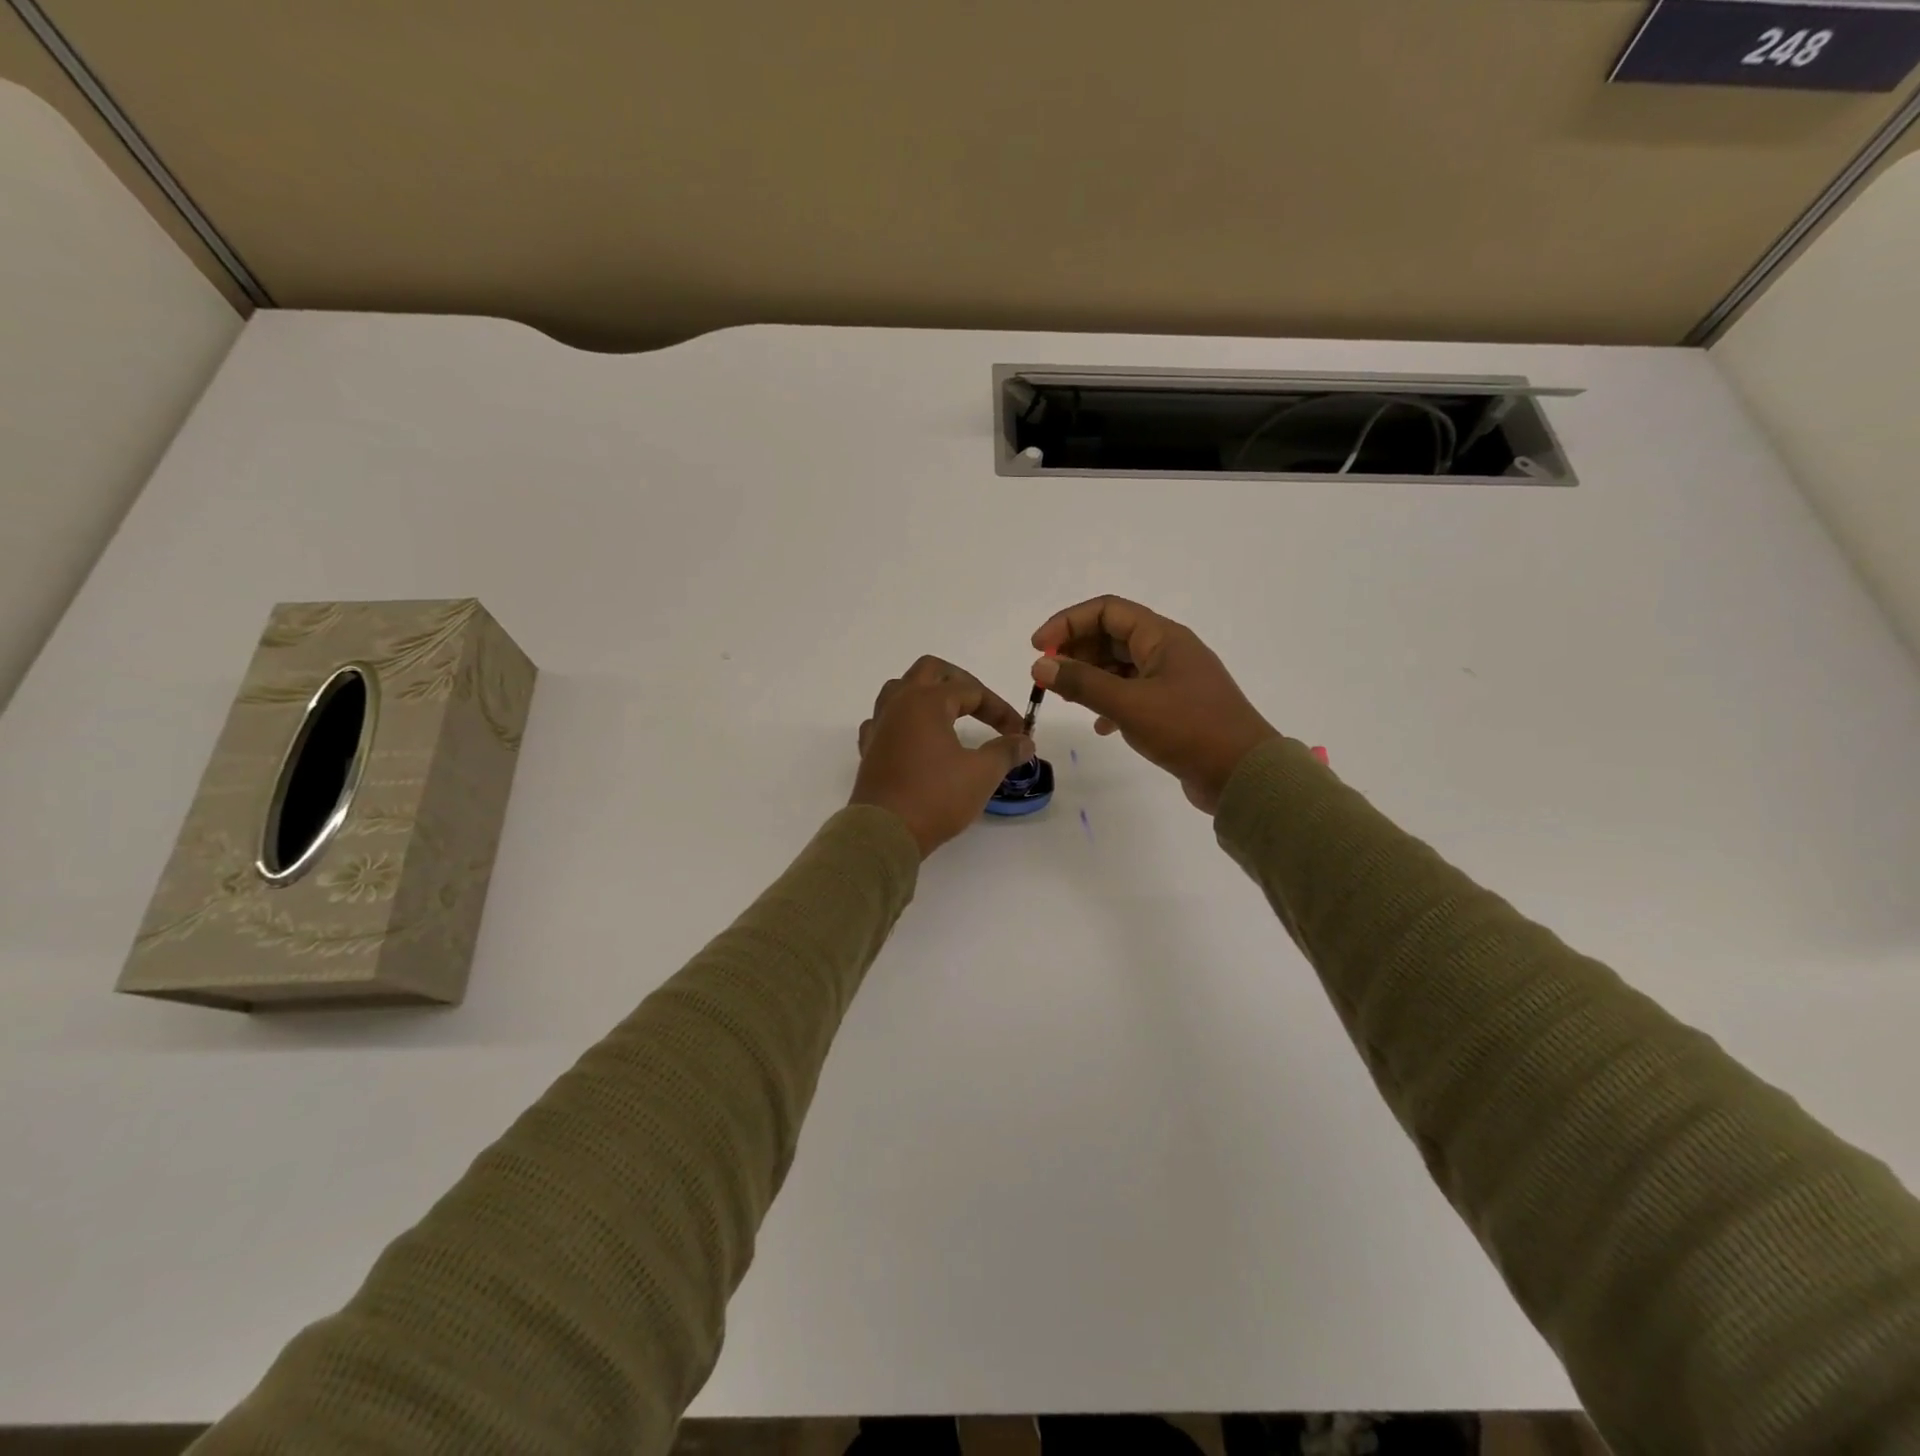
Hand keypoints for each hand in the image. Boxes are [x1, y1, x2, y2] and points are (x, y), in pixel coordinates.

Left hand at [852, 656, 1034, 857]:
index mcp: (927, 701)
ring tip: (948, 714)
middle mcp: (899, 704)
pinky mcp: (869, 749)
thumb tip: (1025, 742)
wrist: (885, 832)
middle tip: (982, 704)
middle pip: (930, 671)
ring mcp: (880, 725)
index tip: (1019, 733)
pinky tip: (914, 738)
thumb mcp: (982, 774)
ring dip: (927, 694)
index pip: (972, 690)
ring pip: (900, 689)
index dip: (1000, 709)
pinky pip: (884, 720)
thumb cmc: (935, 797)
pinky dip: (903, 721)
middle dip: (961, 682)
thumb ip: (1006, 751)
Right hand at [1031, 596, 1278, 813]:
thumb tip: (1040, 664)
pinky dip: (1111, 703)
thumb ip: (1082, 683)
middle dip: (1077, 651)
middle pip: (1112, 636)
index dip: (1068, 622)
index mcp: (1162, 637)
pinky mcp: (1175, 708)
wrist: (1243, 775)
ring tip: (1067, 699)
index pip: (1107, 611)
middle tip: (1048, 675)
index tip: (1038, 647)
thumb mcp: (1129, 704)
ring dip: (1091, 677)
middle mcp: (1168, 651)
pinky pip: (1133, 693)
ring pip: (1121, 666)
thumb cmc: (1189, 729)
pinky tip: (1101, 727)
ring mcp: (1173, 680)